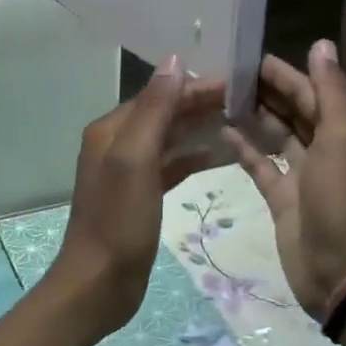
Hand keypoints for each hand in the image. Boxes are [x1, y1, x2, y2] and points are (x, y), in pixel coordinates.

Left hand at [56, 57, 225, 337]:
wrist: (99, 283)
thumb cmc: (119, 220)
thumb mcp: (135, 159)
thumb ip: (154, 110)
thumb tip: (173, 62)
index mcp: (111, 130)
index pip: (159, 95)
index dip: (194, 86)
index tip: (237, 83)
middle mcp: (117, 143)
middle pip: (164, 113)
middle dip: (200, 104)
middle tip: (247, 101)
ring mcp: (128, 171)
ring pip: (169, 138)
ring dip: (199, 128)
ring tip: (240, 121)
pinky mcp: (140, 195)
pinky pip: (170, 166)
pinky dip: (192, 158)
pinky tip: (219, 156)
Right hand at [223, 40, 345, 319]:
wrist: (339, 271)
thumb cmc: (341, 200)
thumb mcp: (341, 139)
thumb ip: (330, 92)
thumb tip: (321, 43)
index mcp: (342, 133)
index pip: (311, 93)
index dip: (286, 74)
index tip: (250, 58)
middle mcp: (323, 149)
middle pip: (293, 111)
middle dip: (266, 91)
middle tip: (228, 74)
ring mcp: (301, 176)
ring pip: (275, 136)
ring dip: (254, 117)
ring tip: (221, 98)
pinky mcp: (281, 198)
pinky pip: (260, 166)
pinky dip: (244, 149)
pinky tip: (222, 133)